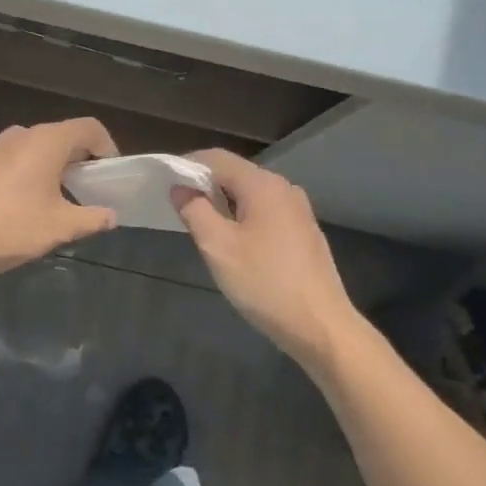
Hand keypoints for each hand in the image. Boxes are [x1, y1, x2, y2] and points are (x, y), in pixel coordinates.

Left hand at [0, 119, 119, 280]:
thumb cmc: (7, 228)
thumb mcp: (58, 228)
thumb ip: (91, 218)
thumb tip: (111, 215)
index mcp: (46, 141)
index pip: (89, 129)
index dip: (108, 148)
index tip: (112, 175)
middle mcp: (22, 134)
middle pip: (63, 137)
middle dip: (82, 161)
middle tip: (90, 192)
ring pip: (37, 149)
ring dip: (54, 168)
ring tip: (59, 202)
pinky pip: (15, 159)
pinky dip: (30, 173)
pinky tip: (24, 205)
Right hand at [171, 149, 361, 372]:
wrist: (321, 326)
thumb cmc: (265, 283)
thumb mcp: (218, 247)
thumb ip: (195, 210)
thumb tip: (180, 188)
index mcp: (263, 185)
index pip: (217, 158)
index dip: (187, 166)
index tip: (164, 182)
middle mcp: (284, 188)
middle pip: (236, 173)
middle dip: (205, 185)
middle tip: (179, 207)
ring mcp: (298, 210)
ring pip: (251, 194)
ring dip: (224, 202)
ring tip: (202, 225)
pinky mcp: (304, 231)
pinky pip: (266, 211)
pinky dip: (243, 216)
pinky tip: (234, 242)